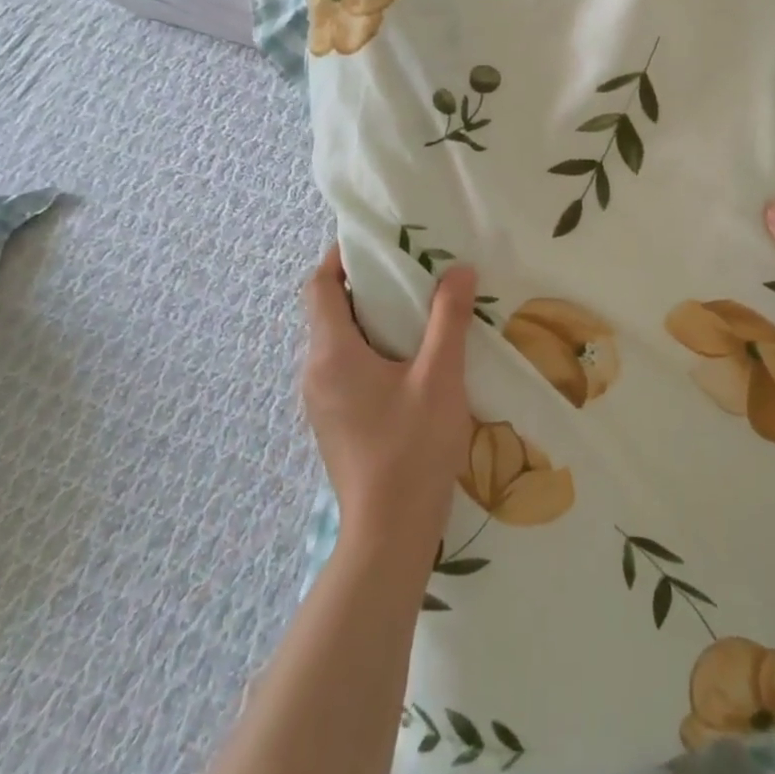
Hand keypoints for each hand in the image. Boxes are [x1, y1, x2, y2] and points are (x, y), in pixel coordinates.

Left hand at [300, 244, 476, 547]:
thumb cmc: (412, 449)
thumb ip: (449, 319)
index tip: (376, 241)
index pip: (318, 286)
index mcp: (331, 354)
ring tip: (416, 308)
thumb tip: (459, 270)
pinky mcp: (334, 420)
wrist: (389, 532)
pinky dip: (370, 347)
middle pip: (328, 310)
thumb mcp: (440, 377)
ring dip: (370, 318)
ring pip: (337, 340)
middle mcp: (315, 372)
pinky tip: (409, 357)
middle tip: (410, 270)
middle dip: (364, 284)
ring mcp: (321, 400)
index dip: (340, 257)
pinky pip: (344, 366)